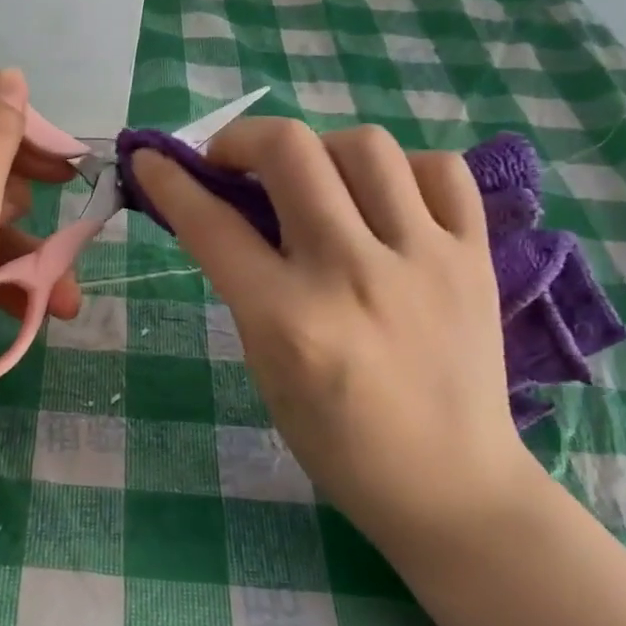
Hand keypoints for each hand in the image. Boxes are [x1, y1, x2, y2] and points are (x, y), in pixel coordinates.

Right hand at [132, 120, 534, 548]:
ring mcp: (423, 259)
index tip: (151, 160)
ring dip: (320, 150)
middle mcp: (353, 274)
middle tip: (233, 163)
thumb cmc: (337, 441)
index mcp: (288, 319)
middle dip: (241, 139)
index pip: (211, 223)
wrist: (450, 485)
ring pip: (364, 144)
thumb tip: (225, 211)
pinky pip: (439, 170)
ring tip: (313, 180)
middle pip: (290, 151)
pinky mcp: (474, 257)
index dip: (169, 181)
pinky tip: (384, 198)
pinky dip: (402, 169)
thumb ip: (245, 284)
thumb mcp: (265, 365)